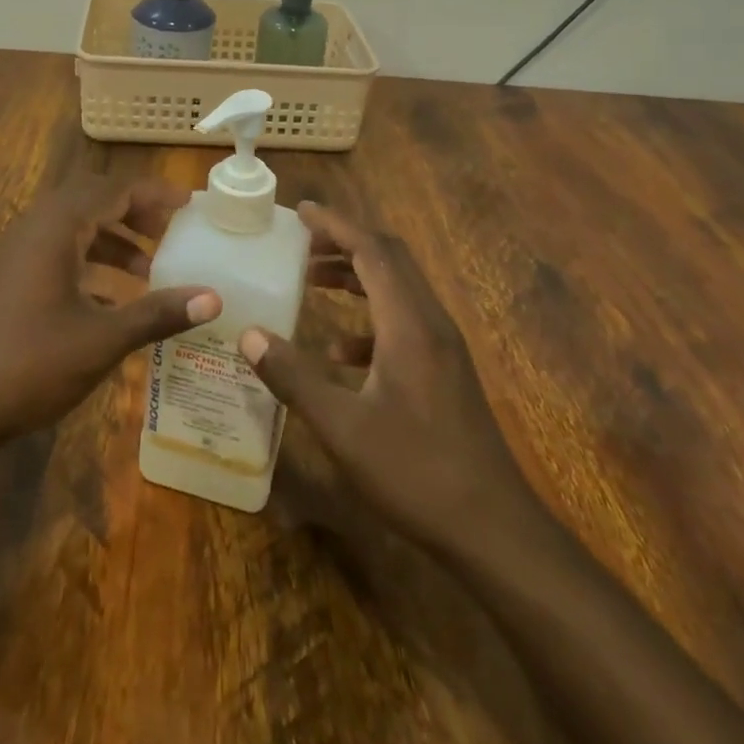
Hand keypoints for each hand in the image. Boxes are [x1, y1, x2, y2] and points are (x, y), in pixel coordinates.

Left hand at [0, 177, 220, 450]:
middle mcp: (36, 227)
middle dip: (135, 212)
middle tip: (171, 232)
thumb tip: (213, 298)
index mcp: (58, 227)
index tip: (191, 205)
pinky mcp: (10, 278)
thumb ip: (157, 315)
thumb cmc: (27, 364)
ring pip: (75, 227)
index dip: (156, 194)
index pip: (116, 189)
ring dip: (113, 239)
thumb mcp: (100, 341)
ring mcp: (18, 252)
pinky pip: (59, 252)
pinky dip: (90, 263)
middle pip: (94, 200)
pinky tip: (111, 301)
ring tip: (148, 269)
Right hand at [240, 203, 546, 555]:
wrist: (494, 531)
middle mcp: (430, 322)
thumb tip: (249, 335)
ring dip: (356, 276)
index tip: (302, 211)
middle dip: (345, 242)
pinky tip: (339, 352)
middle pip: (389, 258)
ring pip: (397, 288)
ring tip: (313, 281)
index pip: (372, 249)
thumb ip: (293, 377)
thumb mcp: (343, 428)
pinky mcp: (445, 371)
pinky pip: (404, 323)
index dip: (336, 224)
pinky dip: (369, 319)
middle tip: (302, 243)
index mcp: (409, 322)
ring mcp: (442, 347)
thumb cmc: (416, 472)